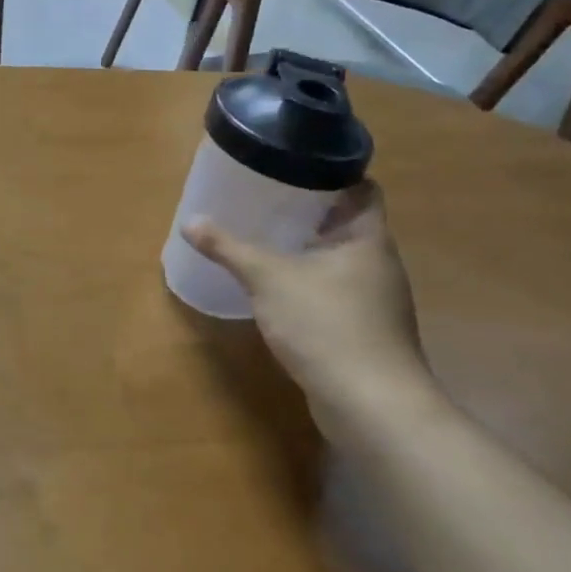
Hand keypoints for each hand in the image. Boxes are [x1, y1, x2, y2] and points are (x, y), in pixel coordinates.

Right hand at [182, 182, 439, 431]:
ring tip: (265, 237)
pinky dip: (309, 281)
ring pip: (339, 259)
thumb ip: (229, 248)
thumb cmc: (326, 325)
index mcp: (368, 238)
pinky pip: (335, 290)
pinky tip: (279, 287)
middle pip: (347, 223)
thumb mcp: (268, 278)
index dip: (332, 173)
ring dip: (308, 248)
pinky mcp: (366, 330)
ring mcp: (376, 300)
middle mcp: (379, 263)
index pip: (362, 188)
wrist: (372, 406)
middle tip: (266, 197)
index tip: (294, 165)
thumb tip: (191, 222)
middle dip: (309, 211)